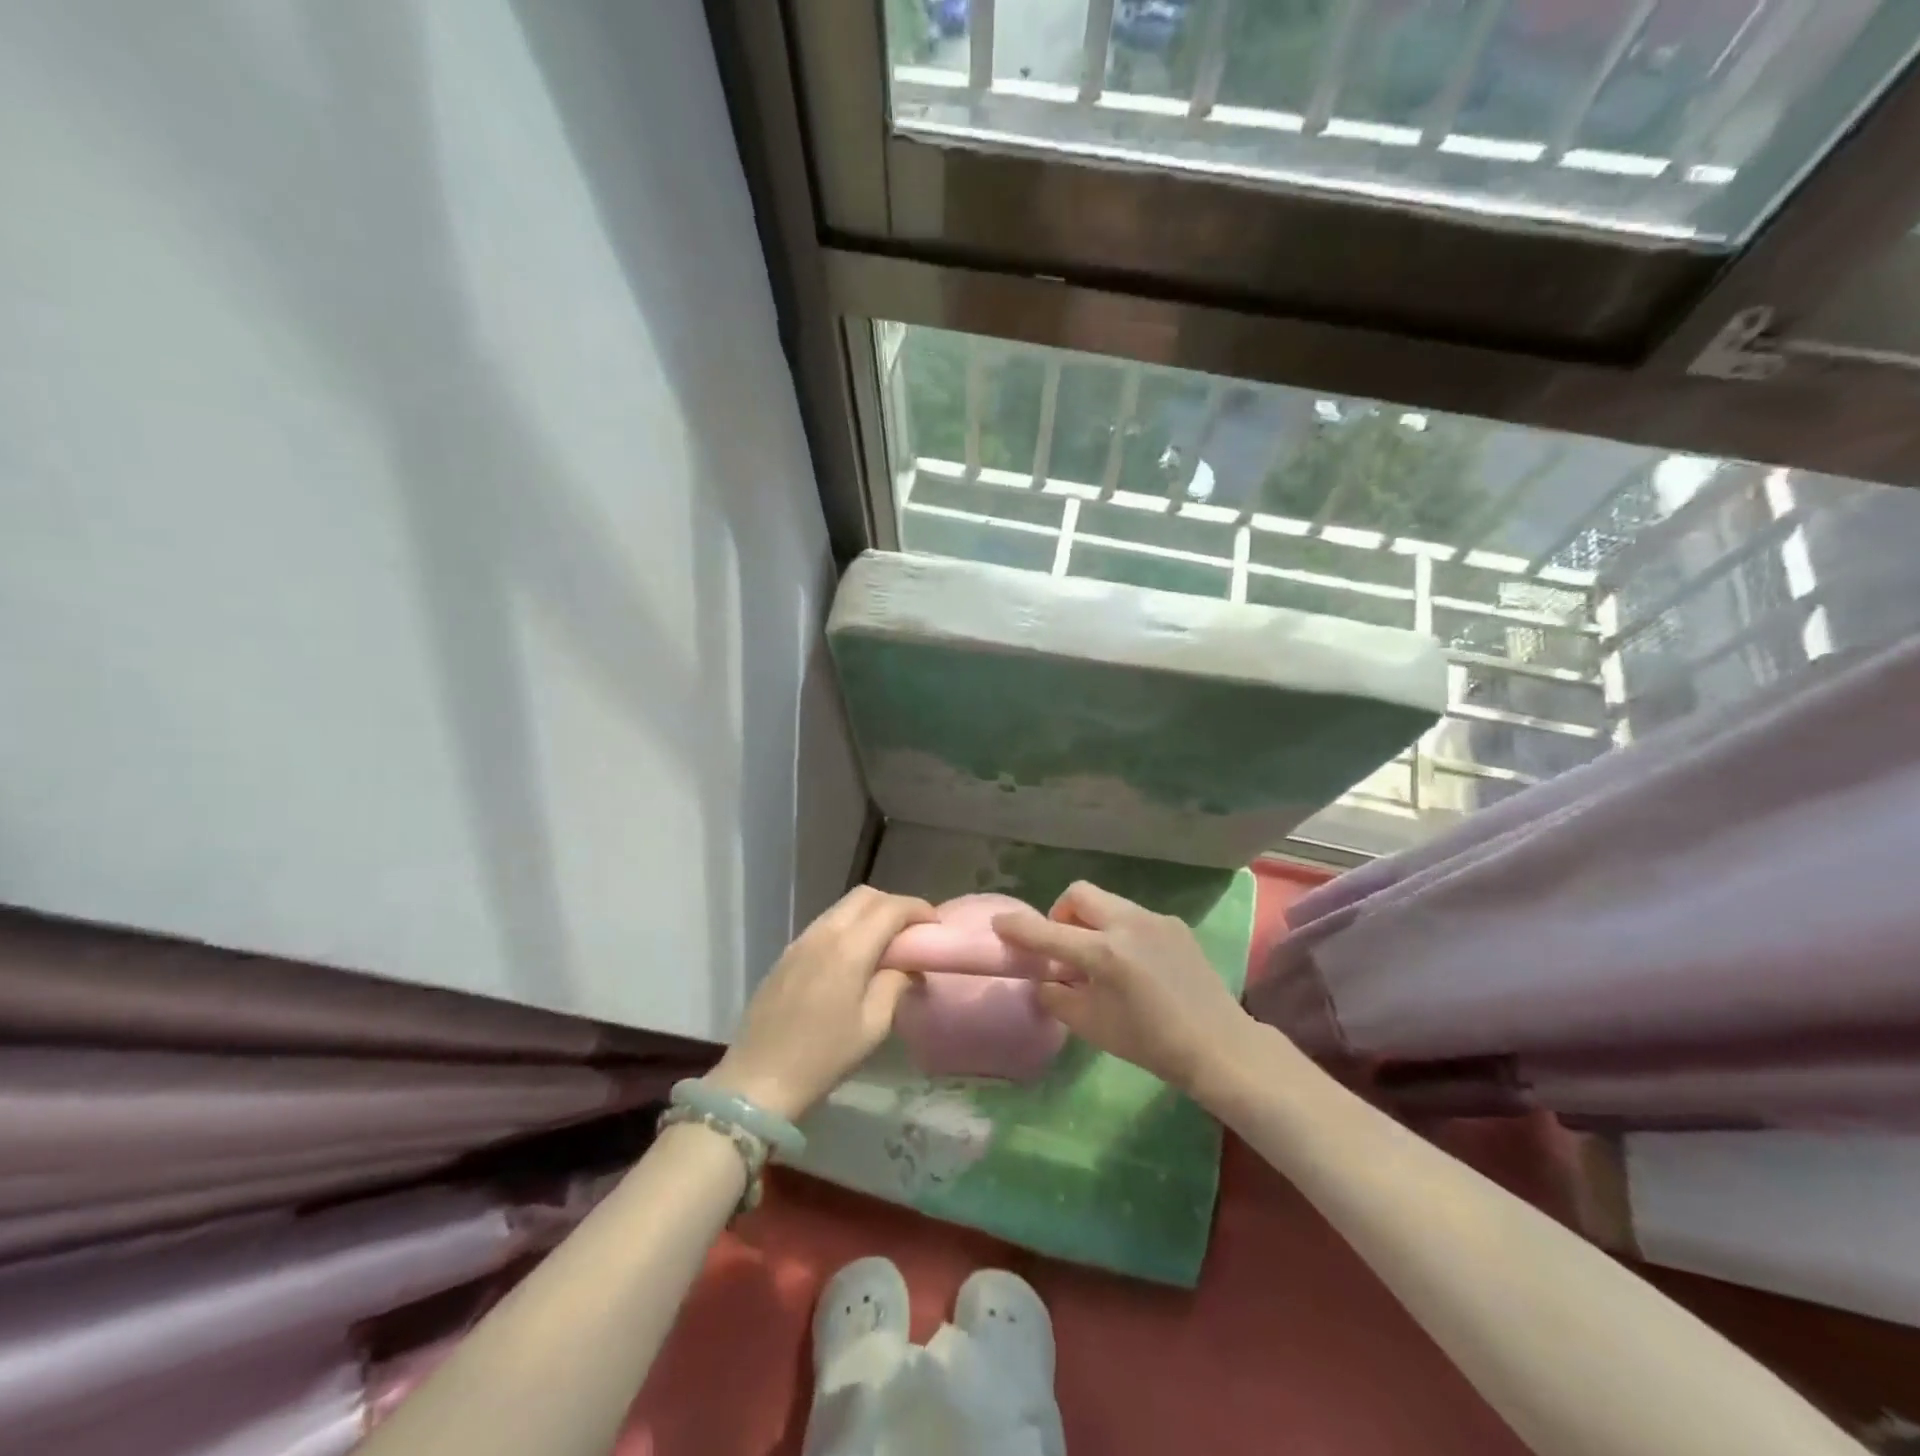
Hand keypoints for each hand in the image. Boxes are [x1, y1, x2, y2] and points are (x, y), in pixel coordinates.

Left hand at [709, 886, 934, 1120]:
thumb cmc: (823, 1057)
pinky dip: (848, 927)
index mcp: (849, 948)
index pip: (890, 908)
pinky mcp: (786, 954)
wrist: (757, 1080)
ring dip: (869, 914)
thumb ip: (895, 984)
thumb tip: (908, 967)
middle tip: (912, 932)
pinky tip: (854, 958)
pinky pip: (825, 924)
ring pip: (842, 907)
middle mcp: (824, 933)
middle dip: (894, 905)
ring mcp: (801, 941)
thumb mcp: (873, 1026)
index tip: (934, 926)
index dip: (918, 909)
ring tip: (886, 944)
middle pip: (865, 896)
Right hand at [993, 881, 1252, 1094]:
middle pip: (1079, 893)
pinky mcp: (1175, 924)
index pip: (1048, 932)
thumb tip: (1045, 978)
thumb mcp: (1091, 1026)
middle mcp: (1127, 924)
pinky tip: (1134, 963)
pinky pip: (1134, 916)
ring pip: (1108, 902)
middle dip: (1061, 913)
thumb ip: (1057, 996)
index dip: (1018, 927)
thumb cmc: (1149, 1042)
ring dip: (1092, 920)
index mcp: (1103, 953)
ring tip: (1100, 957)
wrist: (1218, 1045)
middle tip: (1064, 944)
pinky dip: (1120, 930)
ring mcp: (1155, 920)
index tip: (1000, 922)